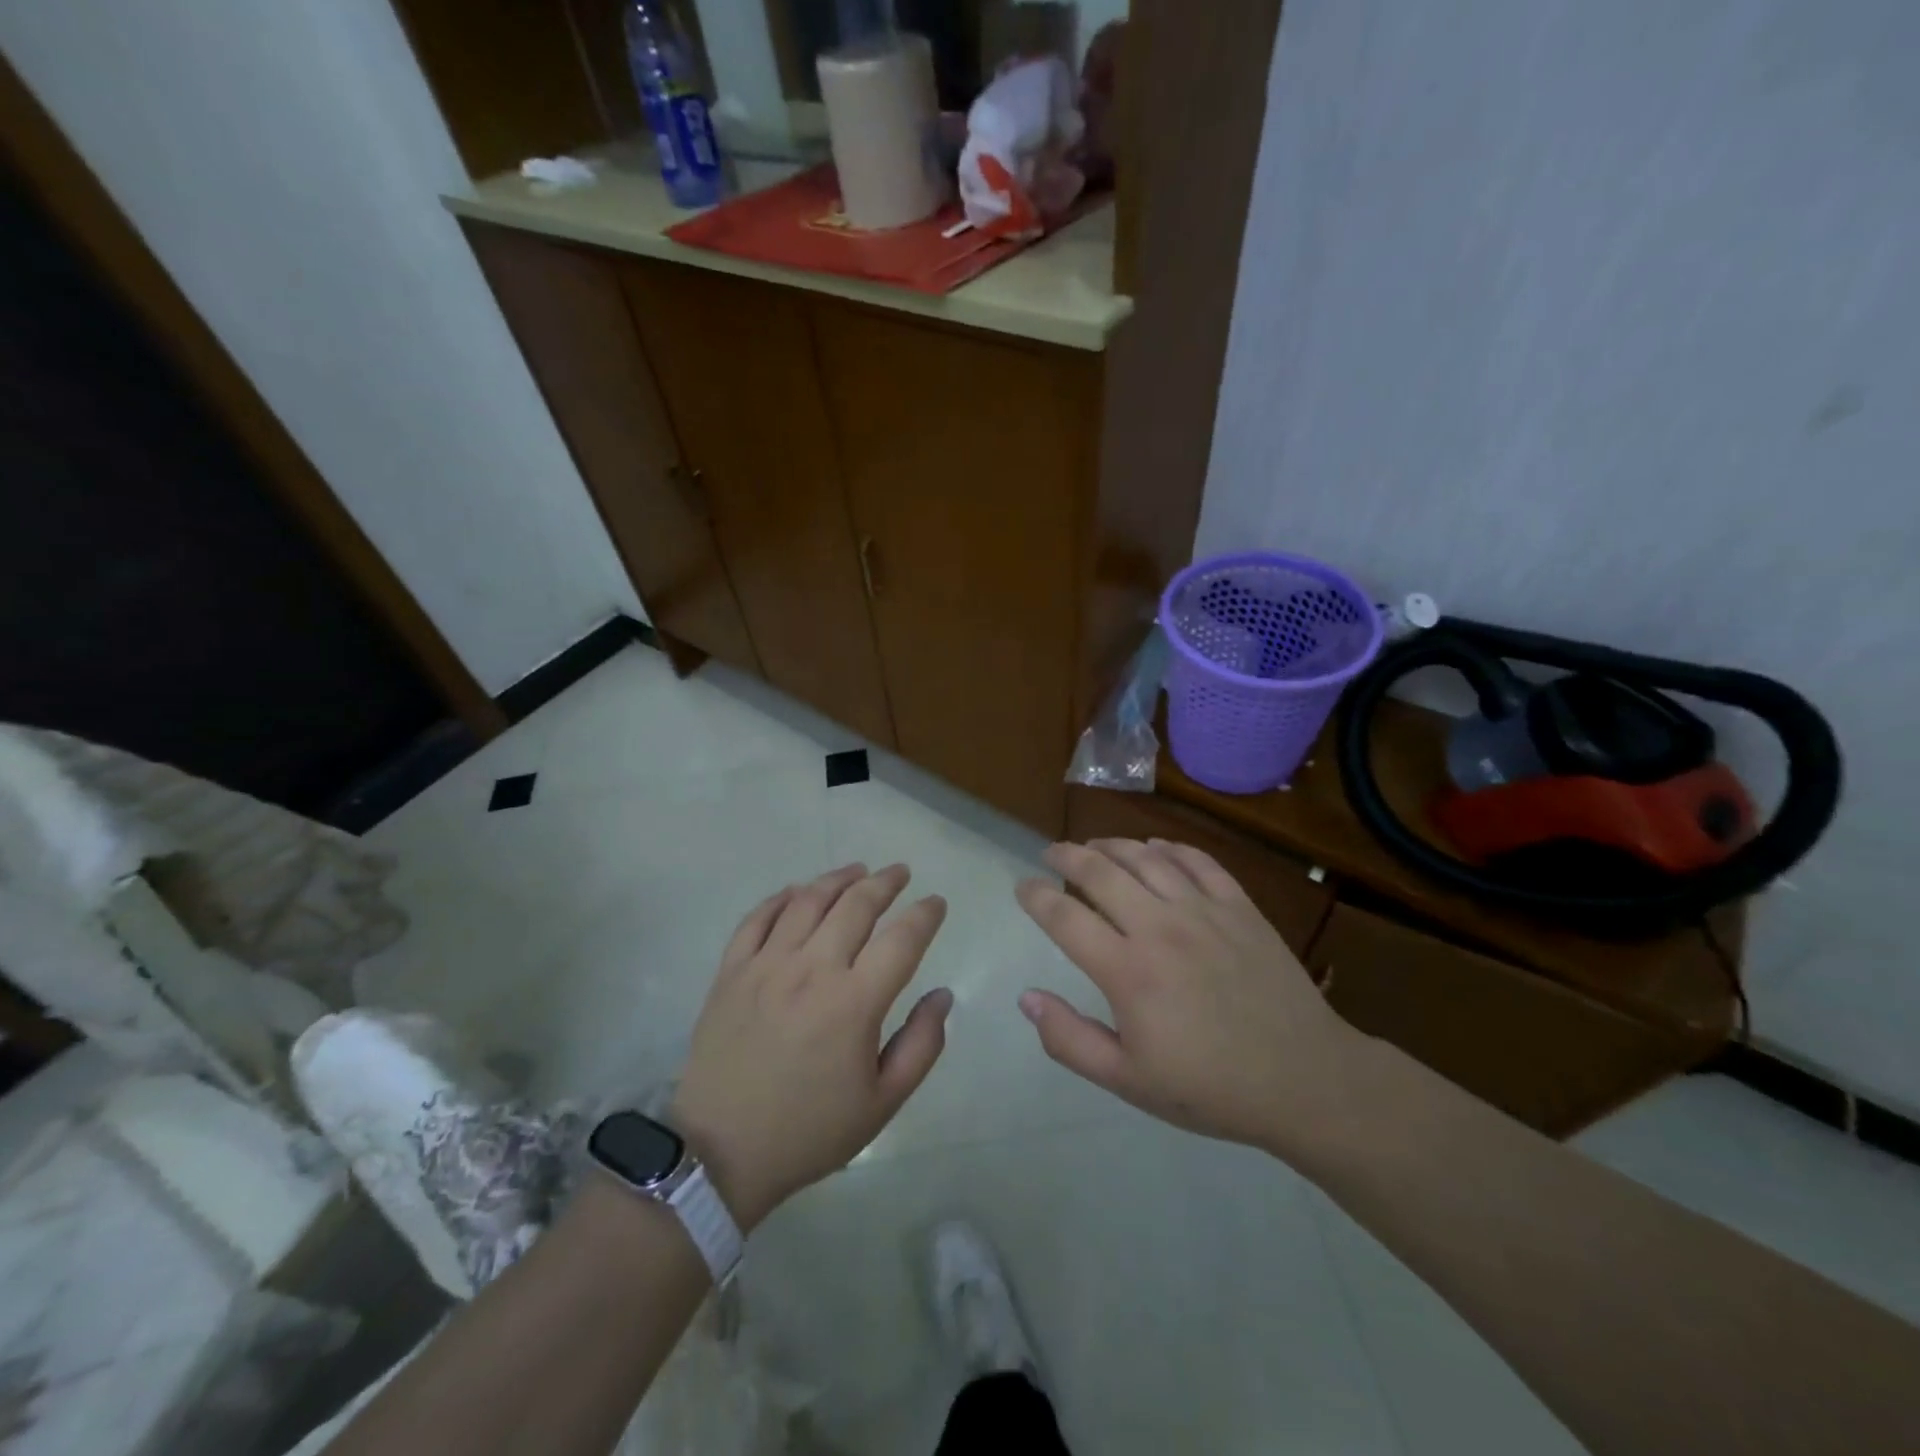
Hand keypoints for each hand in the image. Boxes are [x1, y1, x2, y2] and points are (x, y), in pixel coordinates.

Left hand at [670, 863, 950, 1229]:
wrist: (720, 1153)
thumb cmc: (810, 1130)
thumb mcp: (882, 1103)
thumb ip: (921, 1045)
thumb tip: (942, 994)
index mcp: (854, 1002)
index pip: (902, 938)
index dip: (925, 914)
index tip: (936, 902)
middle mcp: (812, 970)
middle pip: (856, 905)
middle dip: (885, 882)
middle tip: (900, 873)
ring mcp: (766, 965)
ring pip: (808, 901)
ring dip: (838, 878)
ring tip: (857, 871)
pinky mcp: (731, 971)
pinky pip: (758, 918)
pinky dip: (782, 897)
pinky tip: (798, 891)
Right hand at [1015, 839, 1364, 1153]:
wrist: (1304, 1079)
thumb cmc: (1209, 1087)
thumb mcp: (1128, 1081)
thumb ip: (1070, 1039)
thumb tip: (1027, 998)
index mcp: (1127, 971)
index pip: (1065, 917)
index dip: (1036, 897)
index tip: (1022, 886)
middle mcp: (1159, 927)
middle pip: (1100, 872)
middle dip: (1067, 855)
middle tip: (1051, 852)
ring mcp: (1203, 911)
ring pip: (1146, 858)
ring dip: (1112, 844)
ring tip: (1094, 845)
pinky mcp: (1239, 907)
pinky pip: (1198, 861)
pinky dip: (1171, 848)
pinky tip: (1156, 847)